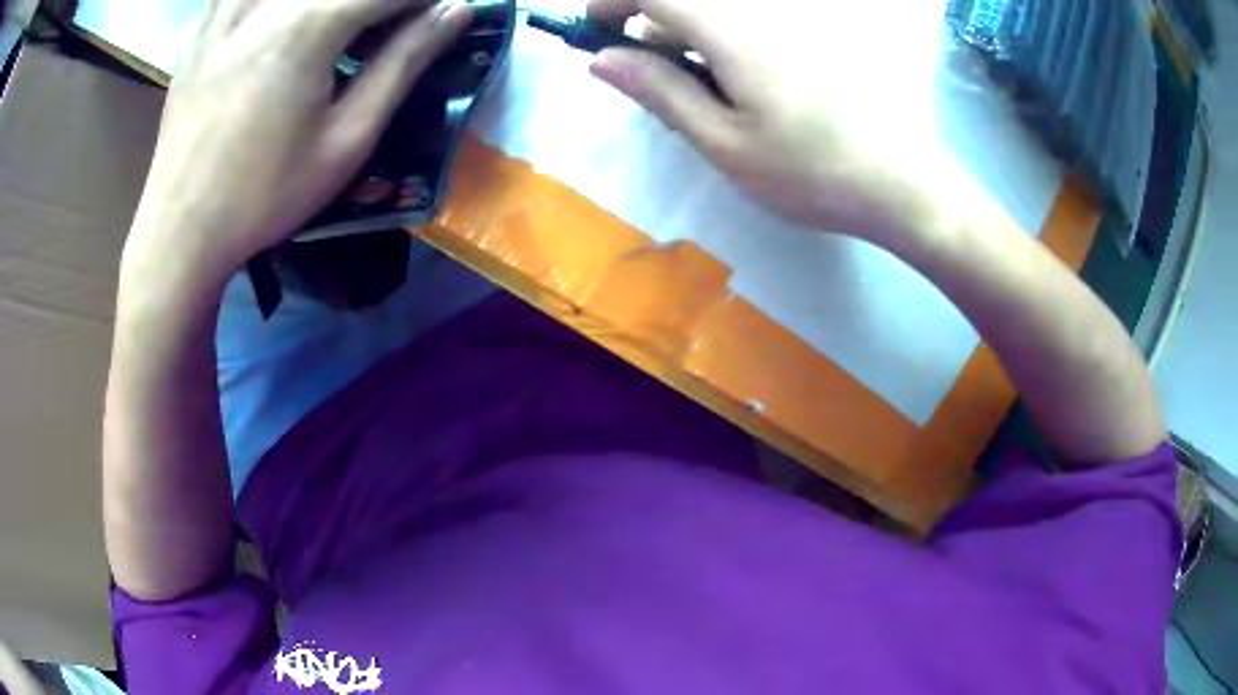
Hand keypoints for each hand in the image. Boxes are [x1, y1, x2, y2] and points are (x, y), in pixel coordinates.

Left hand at [123, 0, 472, 295]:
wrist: (180, 234)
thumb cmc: (266, 195)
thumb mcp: (347, 138)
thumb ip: (403, 63)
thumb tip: (455, 11)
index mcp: (309, 24)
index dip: (423, 0)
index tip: (441, 13)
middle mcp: (268, 3)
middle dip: (377, 3)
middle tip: (390, 27)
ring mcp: (226, 14)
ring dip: (324, 4)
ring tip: (335, 30)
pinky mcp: (200, 34)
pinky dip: (267, 5)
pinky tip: (275, 21)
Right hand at [586, 0, 965, 245]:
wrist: (903, 184)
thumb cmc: (811, 174)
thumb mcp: (723, 143)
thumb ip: (659, 91)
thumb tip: (601, 59)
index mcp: (733, 30)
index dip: (611, 3)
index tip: (596, 34)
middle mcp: (764, 9)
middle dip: (650, 23)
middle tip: (649, 76)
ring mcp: (795, 19)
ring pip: (719, 8)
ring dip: (689, 33)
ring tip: (697, 90)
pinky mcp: (816, 32)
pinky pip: (753, 18)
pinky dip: (726, 38)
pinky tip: (738, 81)